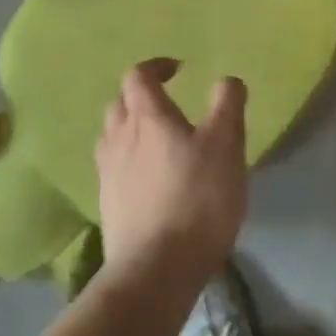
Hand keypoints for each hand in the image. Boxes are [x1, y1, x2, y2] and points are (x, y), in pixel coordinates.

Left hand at [95, 59, 248, 278]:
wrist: (156, 269)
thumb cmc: (197, 198)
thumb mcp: (226, 144)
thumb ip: (228, 105)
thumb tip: (227, 79)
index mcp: (148, 117)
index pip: (138, 76)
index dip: (156, 67)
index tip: (179, 70)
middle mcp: (120, 138)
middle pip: (120, 103)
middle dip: (141, 96)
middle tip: (168, 104)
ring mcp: (108, 174)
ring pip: (112, 136)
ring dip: (131, 128)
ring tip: (157, 141)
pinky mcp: (108, 205)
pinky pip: (113, 168)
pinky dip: (128, 161)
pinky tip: (149, 179)